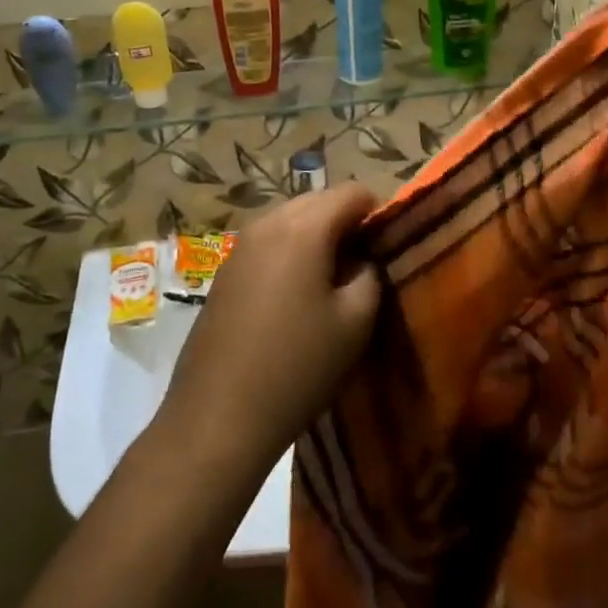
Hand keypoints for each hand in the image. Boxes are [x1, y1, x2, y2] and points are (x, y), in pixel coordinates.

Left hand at [156, 185, 381, 484]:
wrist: (218, 416)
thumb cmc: (298, 366)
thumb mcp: (355, 322)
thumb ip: (371, 274)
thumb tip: (366, 257)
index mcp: (303, 227)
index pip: (352, 192)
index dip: (378, 213)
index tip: (388, 248)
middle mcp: (267, 223)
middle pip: (318, 201)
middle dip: (346, 223)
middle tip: (363, 266)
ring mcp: (239, 246)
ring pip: (291, 221)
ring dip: (316, 238)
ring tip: (331, 283)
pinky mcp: (224, 271)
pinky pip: (268, 243)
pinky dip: (290, 254)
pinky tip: (295, 297)